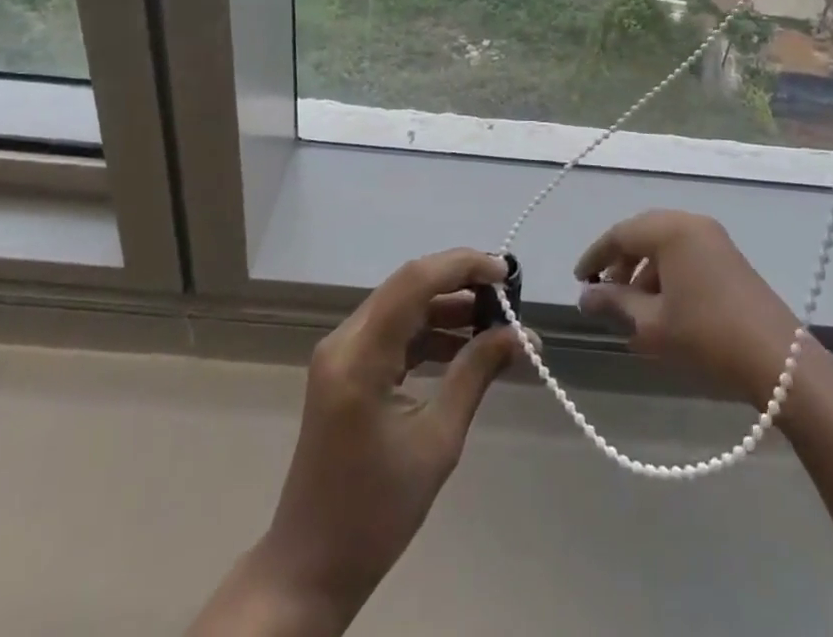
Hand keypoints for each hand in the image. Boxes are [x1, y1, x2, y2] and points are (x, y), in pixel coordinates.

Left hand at [258, 249, 521, 623]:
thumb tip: (520, 334)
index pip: (415, 281)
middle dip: (460, 282)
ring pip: (401, 306)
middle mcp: (345, 339)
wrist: (311, 566)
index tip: (507, 273)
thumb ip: (476, 374)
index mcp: (360, 354)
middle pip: (408, 286)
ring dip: (447, 308)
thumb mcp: (438, 441)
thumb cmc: (376, 511)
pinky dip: (429, 332)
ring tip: (496, 322)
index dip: (463, 265)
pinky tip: (464, 347)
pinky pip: (392, 332)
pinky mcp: (345, 368)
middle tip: (508, 295)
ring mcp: (341, 352)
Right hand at [576, 210, 806, 404]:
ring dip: (644, 271)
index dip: (596, 256)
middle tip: (605, 293)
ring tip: (633, 310)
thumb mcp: (652, 324)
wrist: (778, 361)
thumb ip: (615, 304)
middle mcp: (691, 223)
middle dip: (620, 263)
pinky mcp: (729, 257)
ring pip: (665, 245)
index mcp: (670, 229)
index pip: (620, 234)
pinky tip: (663, 310)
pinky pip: (686, 254)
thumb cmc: (706, 336)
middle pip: (643, 234)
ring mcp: (714, 238)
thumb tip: (584, 297)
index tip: (580, 280)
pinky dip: (667, 274)